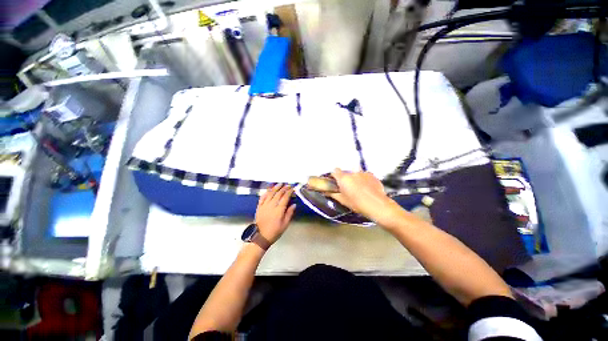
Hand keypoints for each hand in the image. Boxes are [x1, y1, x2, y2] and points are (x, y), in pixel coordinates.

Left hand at [255, 184, 296, 244]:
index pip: (285, 197)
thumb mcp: (285, 224)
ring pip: (270, 193)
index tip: (292, 188)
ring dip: (275, 188)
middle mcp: (271, 205)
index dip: (289, 192)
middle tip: (288, 185)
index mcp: (279, 210)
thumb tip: (294, 204)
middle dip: (284, 188)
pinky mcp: (259, 207)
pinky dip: (266, 192)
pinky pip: (262, 197)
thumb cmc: (275, 231)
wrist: (260, 237)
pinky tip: (269, 190)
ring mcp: (264, 205)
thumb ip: (289, 213)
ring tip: (279, 184)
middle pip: (278, 194)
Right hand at [329, 169, 398, 223]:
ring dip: (356, 179)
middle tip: (349, 188)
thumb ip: (333, 194)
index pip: (335, 171)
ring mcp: (363, 173)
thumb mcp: (342, 200)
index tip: (336, 181)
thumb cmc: (357, 203)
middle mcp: (352, 173)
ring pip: (356, 174)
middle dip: (346, 179)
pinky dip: (365, 180)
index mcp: (343, 178)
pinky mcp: (372, 175)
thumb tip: (325, 191)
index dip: (335, 175)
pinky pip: (365, 175)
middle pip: (346, 173)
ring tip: (360, 188)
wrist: (377, 205)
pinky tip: (368, 188)